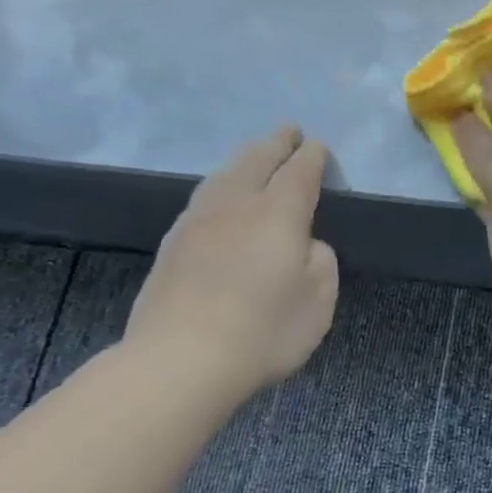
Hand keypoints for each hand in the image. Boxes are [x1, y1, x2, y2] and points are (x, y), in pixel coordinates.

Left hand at [124, 127, 338, 401]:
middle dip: (276, 143)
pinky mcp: (173, 244)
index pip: (299, 172)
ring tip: (255, 155)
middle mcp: (236, 205)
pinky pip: (204, 197)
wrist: (180, 360)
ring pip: (224, 175)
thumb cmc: (264, 331)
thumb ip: (319, 260)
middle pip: (257, 160)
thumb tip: (304, 243)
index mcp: (278, 213)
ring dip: (245, 159)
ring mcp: (198, 222)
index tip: (318, 146)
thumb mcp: (319, 299)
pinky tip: (220, 195)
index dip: (312, 157)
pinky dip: (221, 184)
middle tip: (289, 131)